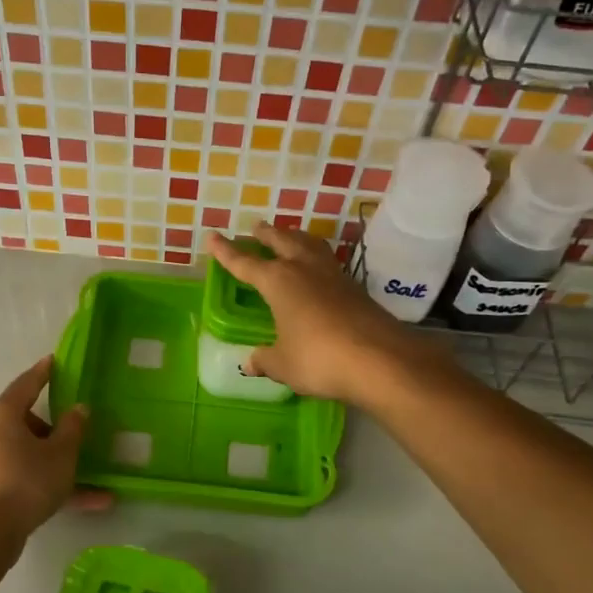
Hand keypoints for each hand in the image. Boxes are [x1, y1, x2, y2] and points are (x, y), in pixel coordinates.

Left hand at [0, 356, 88, 548]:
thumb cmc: (26, 482)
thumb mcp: (61, 454)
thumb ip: (73, 428)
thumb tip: (78, 408)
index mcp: (1, 414)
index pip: (26, 384)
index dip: (43, 372)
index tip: (53, 361)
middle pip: (24, 421)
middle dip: (52, 429)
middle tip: (74, 435)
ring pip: (25, 454)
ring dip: (55, 463)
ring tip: (89, 480)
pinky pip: (21, 477)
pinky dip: (45, 484)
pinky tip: (83, 503)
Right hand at [207, 223, 419, 405]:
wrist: (380, 360)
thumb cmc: (319, 358)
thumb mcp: (283, 364)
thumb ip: (266, 360)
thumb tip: (251, 362)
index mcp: (279, 281)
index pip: (245, 263)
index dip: (226, 252)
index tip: (213, 236)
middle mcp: (305, 269)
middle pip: (282, 241)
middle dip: (266, 234)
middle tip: (256, 228)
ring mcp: (334, 276)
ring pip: (309, 245)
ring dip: (295, 238)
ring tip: (288, 237)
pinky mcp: (355, 288)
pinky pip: (328, 263)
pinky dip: (315, 258)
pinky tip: (317, 269)